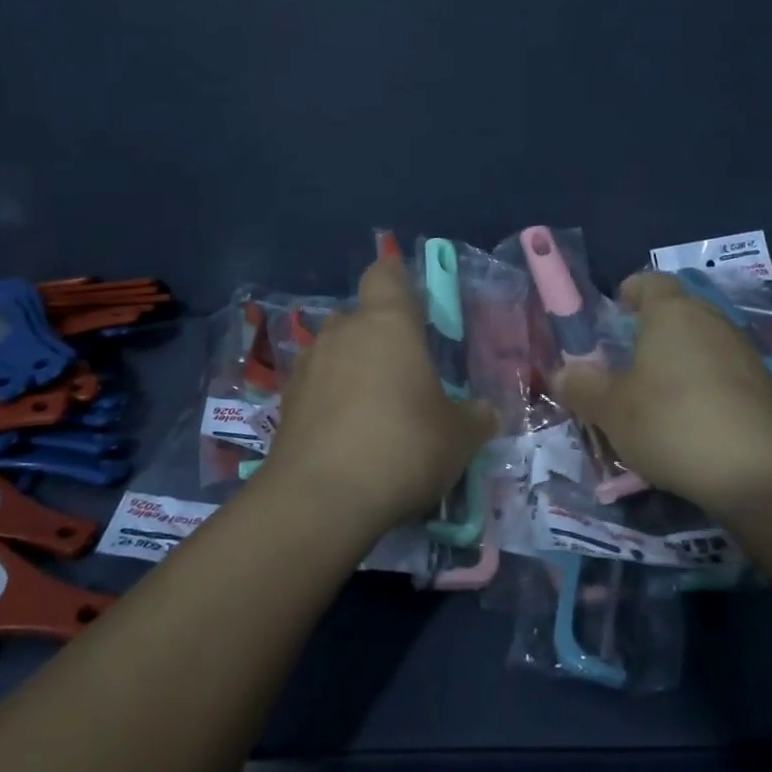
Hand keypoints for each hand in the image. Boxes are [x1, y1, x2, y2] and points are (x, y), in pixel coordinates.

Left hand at [265, 257, 497, 534]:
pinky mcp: (286, 402)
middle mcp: (343, 331)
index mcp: (388, 322)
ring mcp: (308, 365)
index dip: (398, 280)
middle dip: (380, 336)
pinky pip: (316, 386)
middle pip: (360, 316)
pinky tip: (347, 435)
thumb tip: (485, 412)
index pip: (386, 273)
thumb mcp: (459, 437)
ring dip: (353, 369)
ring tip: (376, 409)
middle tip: (406, 373)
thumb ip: (475, 417)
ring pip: (335, 351)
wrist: (321, 499)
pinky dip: (330, 400)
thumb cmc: (403, 446)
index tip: (414, 302)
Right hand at [553, 271, 771, 517]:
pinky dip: (705, 385)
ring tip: (657, 394)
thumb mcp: (611, 410)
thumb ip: (582, 387)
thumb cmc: (672, 423)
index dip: (632, 291)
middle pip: (679, 311)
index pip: (651, 282)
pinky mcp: (765, 387)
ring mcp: (743, 353)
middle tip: (628, 359)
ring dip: (681, 360)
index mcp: (671, 313)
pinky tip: (691, 420)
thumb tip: (562, 372)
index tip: (616, 309)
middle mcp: (711, 321)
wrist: (760, 472)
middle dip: (654, 328)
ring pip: (703, 343)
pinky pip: (724, 373)